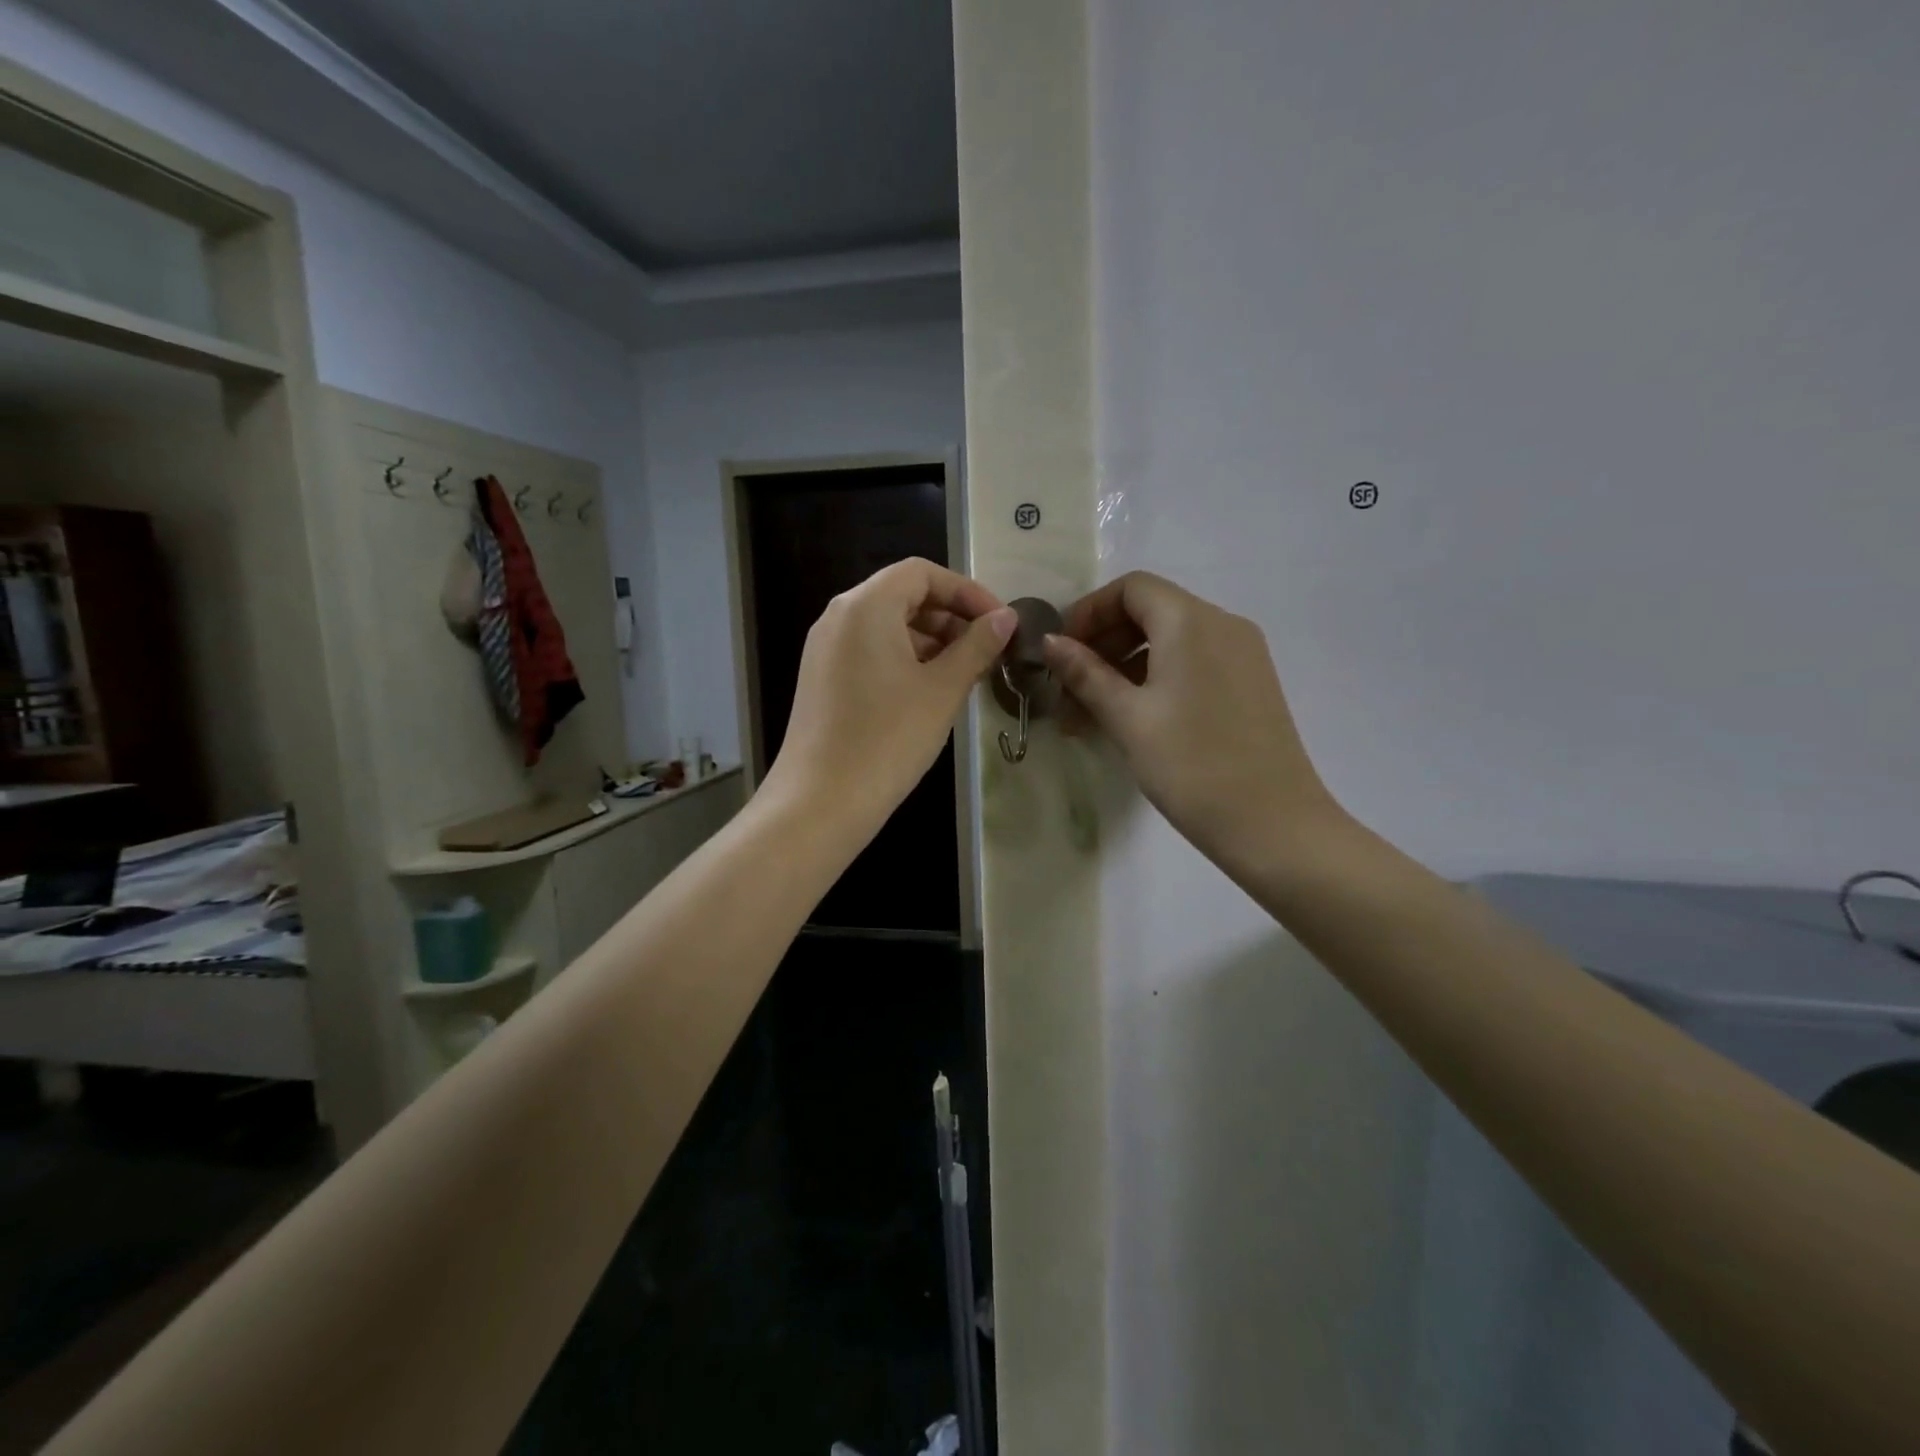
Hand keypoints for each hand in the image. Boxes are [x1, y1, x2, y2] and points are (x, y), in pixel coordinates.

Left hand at [765, 559, 1015, 834]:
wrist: (822, 801)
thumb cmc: (889, 738)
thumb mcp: (942, 689)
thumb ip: (977, 646)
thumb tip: (1005, 618)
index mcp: (866, 606)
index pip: (922, 573)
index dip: (966, 592)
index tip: (999, 622)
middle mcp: (839, 616)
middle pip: (903, 595)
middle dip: (950, 617)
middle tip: (987, 651)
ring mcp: (825, 648)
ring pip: (887, 625)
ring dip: (931, 640)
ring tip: (965, 674)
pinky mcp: (822, 677)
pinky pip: (870, 651)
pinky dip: (905, 659)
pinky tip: (930, 691)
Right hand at [1042, 572, 1343, 861]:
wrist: (1273, 825)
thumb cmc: (1191, 765)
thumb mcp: (1128, 718)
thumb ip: (1085, 673)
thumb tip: (1050, 641)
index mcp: (1192, 621)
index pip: (1131, 588)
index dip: (1088, 612)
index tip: (1060, 653)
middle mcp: (1223, 624)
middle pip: (1150, 612)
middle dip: (1102, 644)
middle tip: (1068, 690)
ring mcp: (1243, 655)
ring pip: (1170, 642)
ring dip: (1124, 668)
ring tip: (1090, 716)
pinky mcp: (1250, 685)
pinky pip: (1192, 664)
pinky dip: (1155, 680)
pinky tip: (1131, 720)